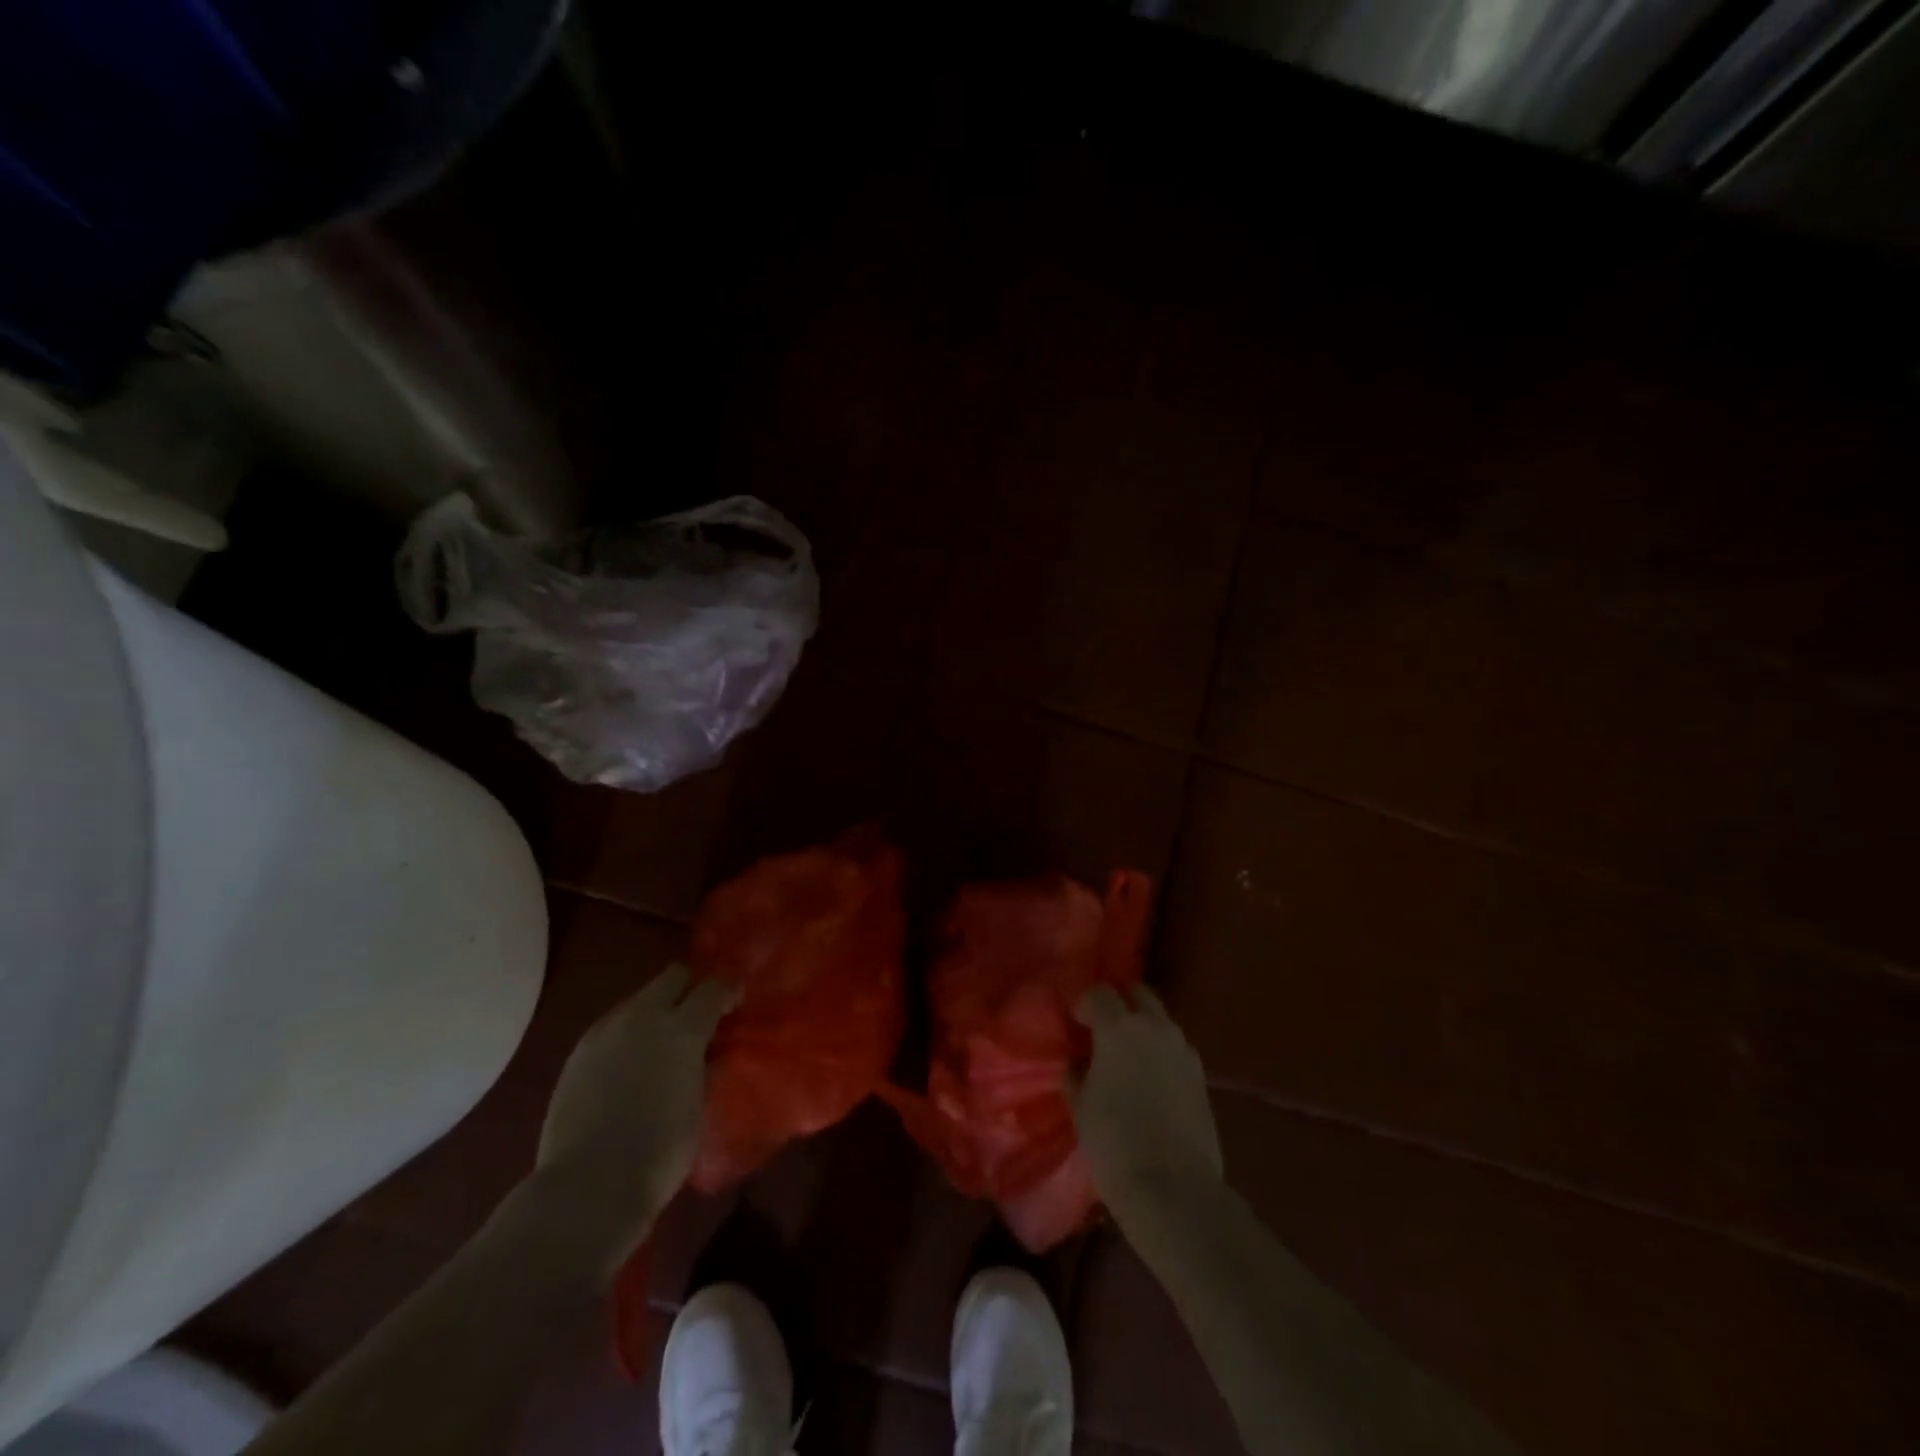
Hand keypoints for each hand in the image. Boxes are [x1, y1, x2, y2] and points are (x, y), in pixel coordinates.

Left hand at [534, 964, 734, 1259]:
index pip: (713, 987)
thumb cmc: (659, 1153)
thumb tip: (712, 1051)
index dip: (727, 992)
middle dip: (690, 988)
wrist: (587, 1189)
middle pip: (673, 976)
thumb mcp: (699, 1106)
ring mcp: (606, 1031)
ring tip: (661, 1044)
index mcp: (682, 1029)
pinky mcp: (578, 1051)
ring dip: (657, 1011)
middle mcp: (644, 1017)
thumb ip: (706, 1068)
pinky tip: (630, 1064)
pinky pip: (613, 1025)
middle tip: (699, 1017)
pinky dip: (629, 1034)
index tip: (734, 1007)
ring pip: (640, 998)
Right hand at [1071, 985, 1223, 1213]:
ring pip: (1160, 1020)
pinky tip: (1150, 1080)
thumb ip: (1077, 1074)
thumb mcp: (1081, 1106)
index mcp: (1119, 1027)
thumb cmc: (1114, 1142)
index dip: (1084, 1003)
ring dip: (1143, 1027)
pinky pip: (1175, 1048)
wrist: (1173, 1189)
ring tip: (1128, 1057)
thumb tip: (1078, 1063)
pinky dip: (1161, 1052)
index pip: (1099, 992)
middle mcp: (1155, 1027)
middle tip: (1103, 1029)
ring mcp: (1183, 1049)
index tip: (1075, 1024)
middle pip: (1138, 993)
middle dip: (1120, 1003)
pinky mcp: (1201, 1075)